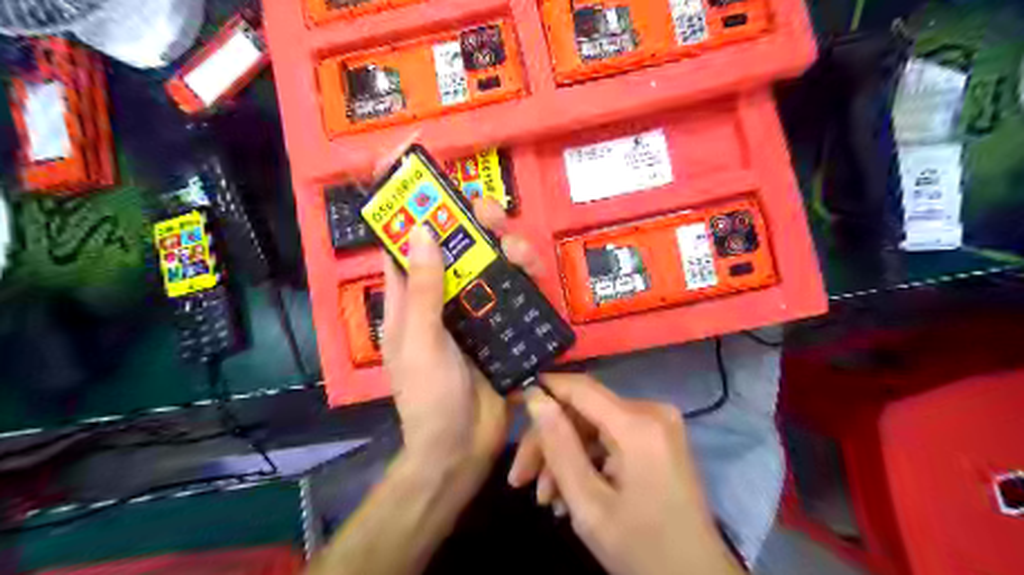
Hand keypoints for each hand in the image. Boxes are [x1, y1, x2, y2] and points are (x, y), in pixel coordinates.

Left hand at [380, 199, 531, 488]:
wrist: (462, 446)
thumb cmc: (429, 398)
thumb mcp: (419, 342)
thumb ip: (422, 290)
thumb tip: (422, 228)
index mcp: (407, 290)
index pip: (398, 229)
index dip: (400, 189)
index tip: (411, 150)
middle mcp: (439, 288)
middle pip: (453, 234)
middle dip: (468, 213)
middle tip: (487, 211)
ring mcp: (472, 302)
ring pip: (487, 254)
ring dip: (503, 241)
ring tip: (515, 249)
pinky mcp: (500, 318)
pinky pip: (513, 284)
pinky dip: (523, 271)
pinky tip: (531, 271)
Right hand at [510, 373, 745, 573]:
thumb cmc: (642, 548)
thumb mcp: (589, 504)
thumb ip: (559, 446)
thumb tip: (535, 398)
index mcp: (638, 424)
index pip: (579, 387)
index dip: (543, 389)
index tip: (512, 401)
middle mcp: (652, 412)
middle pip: (584, 411)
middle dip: (549, 443)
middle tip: (519, 478)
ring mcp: (658, 425)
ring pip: (594, 427)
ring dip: (565, 458)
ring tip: (545, 499)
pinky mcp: (658, 439)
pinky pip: (611, 438)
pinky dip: (588, 461)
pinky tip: (569, 494)